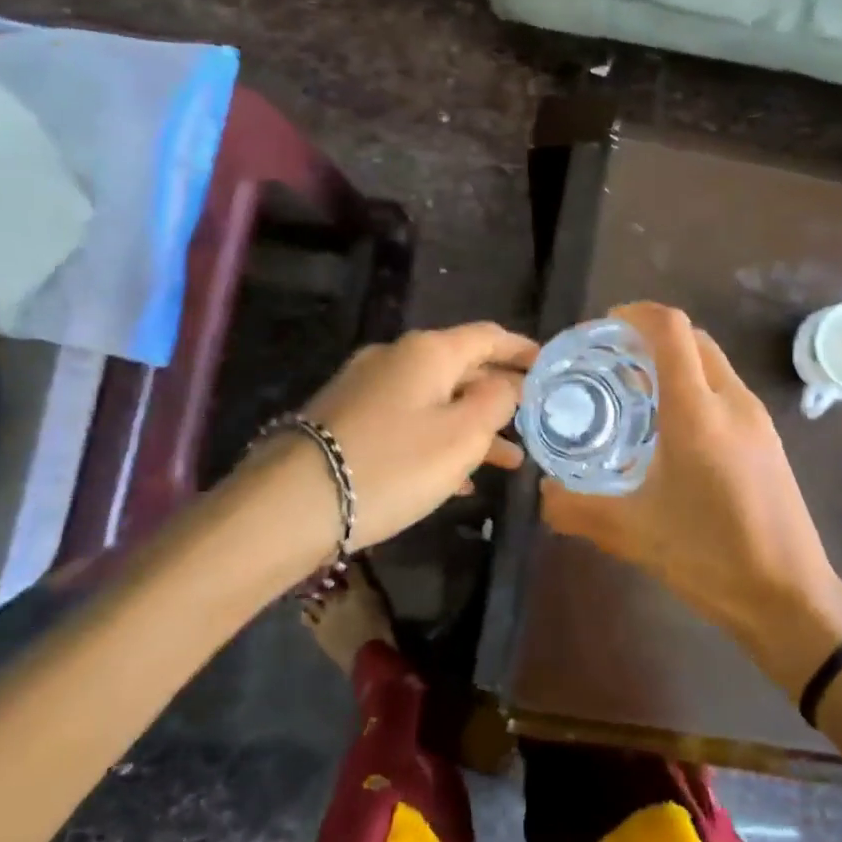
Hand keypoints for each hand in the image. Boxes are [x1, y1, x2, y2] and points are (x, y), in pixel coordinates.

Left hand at [295, 322, 537, 551]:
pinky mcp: (347, 421)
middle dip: (501, 395)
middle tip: (534, 420)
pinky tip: (457, 479)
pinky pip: (408, 423)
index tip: (550, 367)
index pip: (489, 336)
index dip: (523, 350)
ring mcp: (367, 389)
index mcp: (428, 352)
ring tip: (509, 461)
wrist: (291, 504)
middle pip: (462, 368)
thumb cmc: (393, 464)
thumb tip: (507, 385)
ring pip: (436, 400)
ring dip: (473, 426)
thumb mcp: (462, 435)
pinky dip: (439, 442)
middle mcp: (396, 359)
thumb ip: (496, 402)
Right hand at [542, 303, 841, 674]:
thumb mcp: (632, 534)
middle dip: (650, 337)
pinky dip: (695, 386)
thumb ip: (576, 509)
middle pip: (692, 338)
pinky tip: (672, 430)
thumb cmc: (710, 557)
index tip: (603, 329)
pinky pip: (725, 389)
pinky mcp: (768, 438)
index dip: (635, 314)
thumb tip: (542, 493)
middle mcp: (731, 401)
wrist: (790, 596)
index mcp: (697, 412)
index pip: (670, 330)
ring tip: (636, 395)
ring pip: (712, 363)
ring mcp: (756, 418)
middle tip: (612, 363)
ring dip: (675, 362)